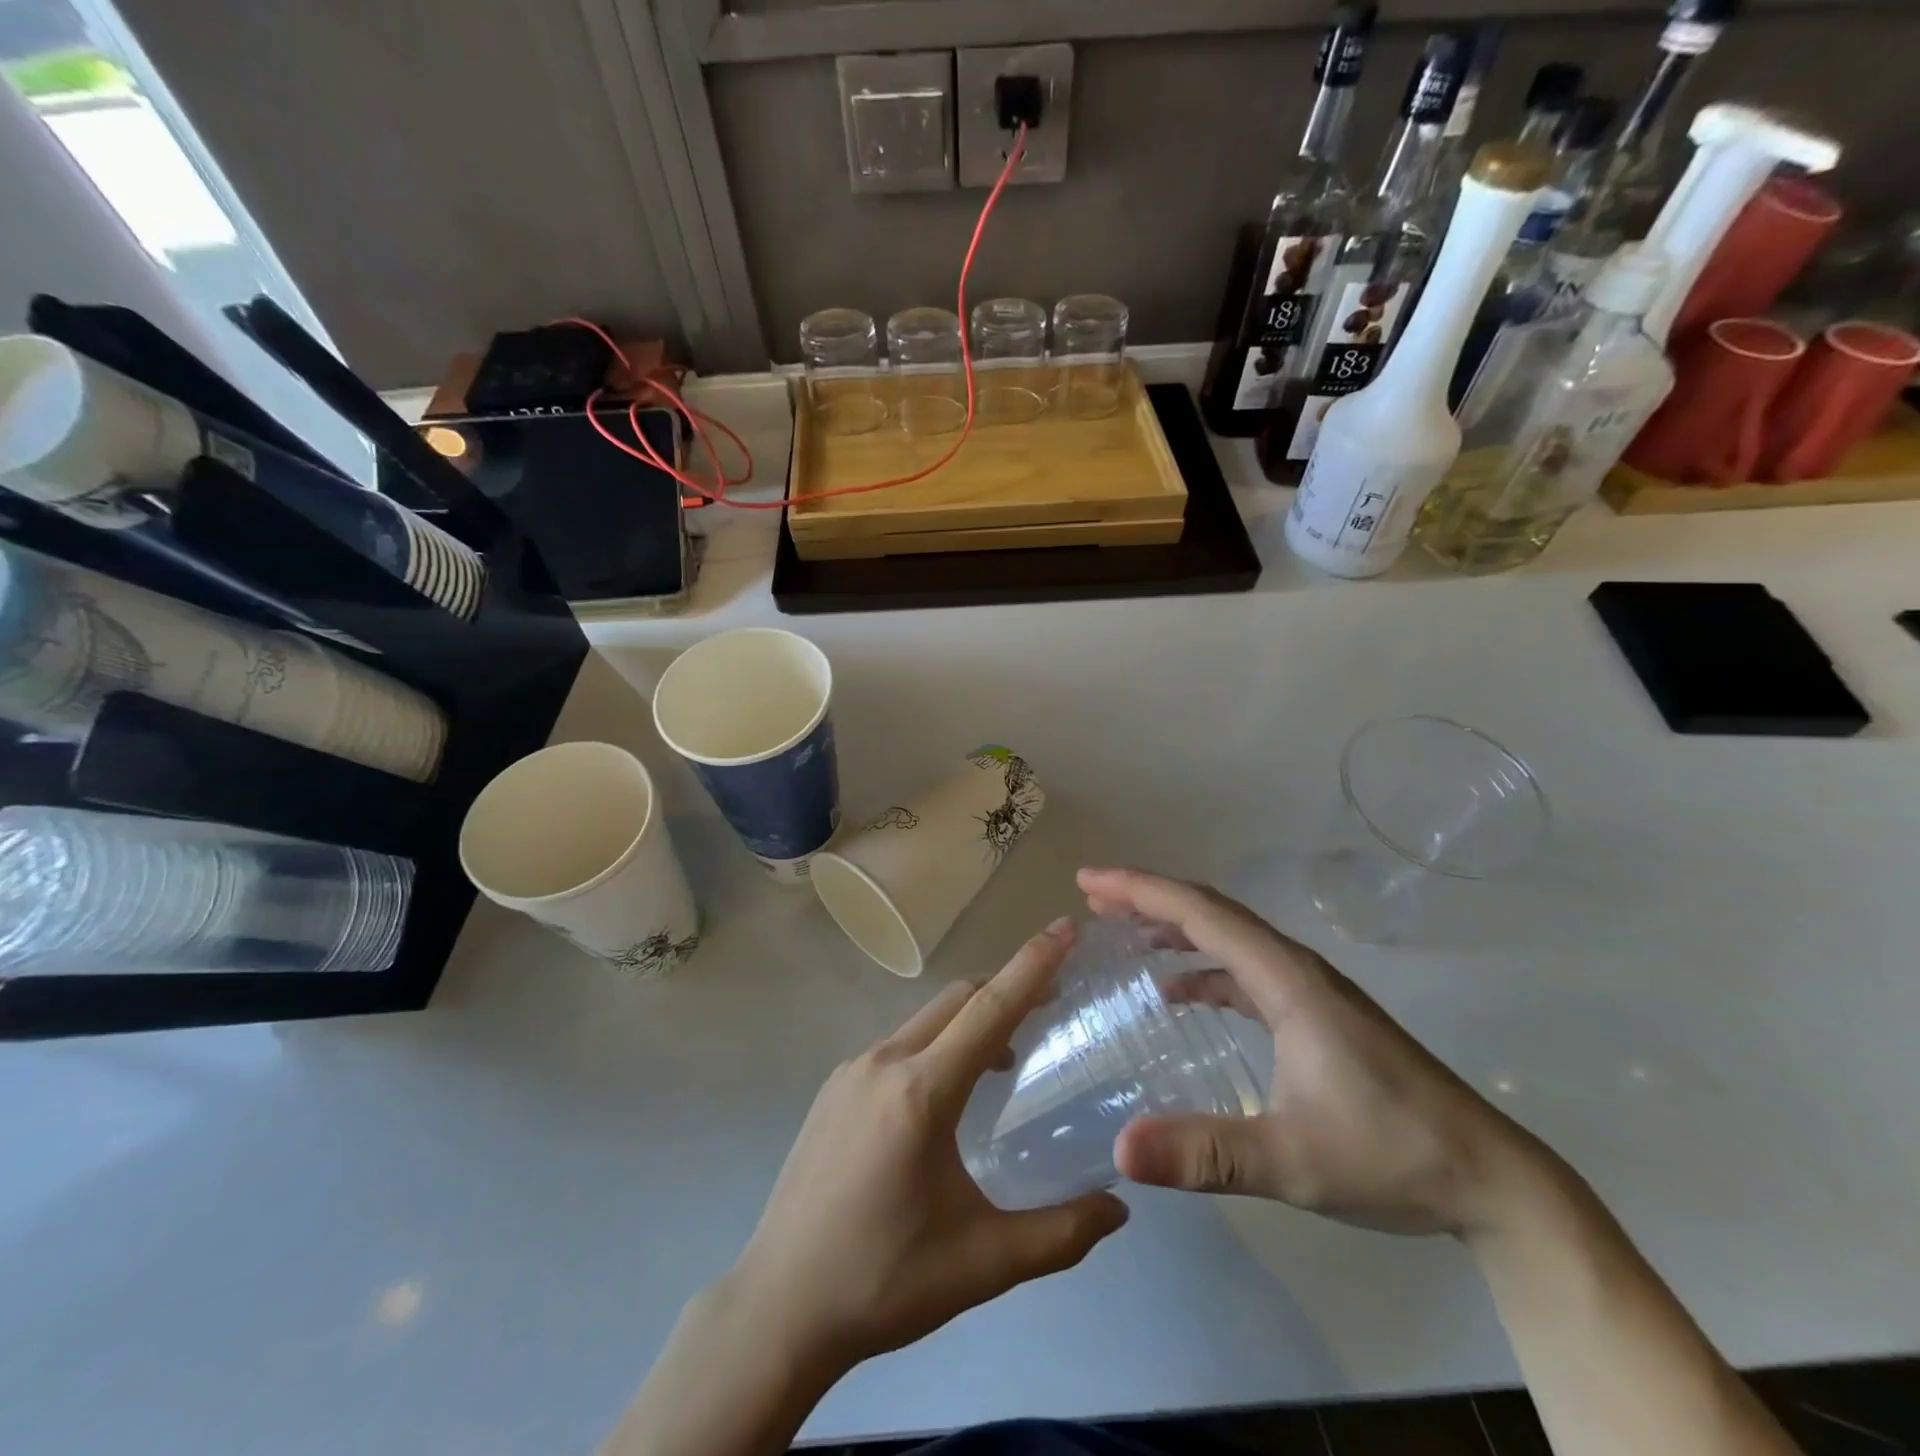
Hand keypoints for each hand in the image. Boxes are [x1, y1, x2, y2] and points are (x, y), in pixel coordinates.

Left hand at [723, 919, 1129, 1368]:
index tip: (1065, 927)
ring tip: (1006, 1058)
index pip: (990, 1009)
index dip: (1033, 964)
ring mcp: (851, 1071)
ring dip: (970, 1020)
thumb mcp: (982, 1263)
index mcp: (922, 1092)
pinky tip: (945, 1091)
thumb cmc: (884, 1280)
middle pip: (958, 1000)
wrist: (778, 1306)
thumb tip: (1120, 1210)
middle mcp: (884, 1062)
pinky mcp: (833, 1088)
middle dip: (1006, 987)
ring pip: (925, 1020)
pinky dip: (936, 1044)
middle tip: (1052, 1000)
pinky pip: (898, 1044)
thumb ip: (1059, 1234)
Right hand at [1082, 868, 1558, 1238]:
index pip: (1201, 912)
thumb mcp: (1291, 1159)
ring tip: (1122, 933)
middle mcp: (1295, 969)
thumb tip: (1119, 1149)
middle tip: (1093, 897)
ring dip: (1173, 926)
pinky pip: (1243, 971)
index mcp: (1286, 979)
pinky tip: (1176, 994)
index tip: (1090, 881)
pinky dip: (1201, 967)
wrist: (1491, 1181)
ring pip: (1228, 937)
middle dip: (1148, 897)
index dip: (1141, 890)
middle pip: (1211, 911)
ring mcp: (1308, 991)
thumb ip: (1206, 1153)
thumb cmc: (1392, 1155)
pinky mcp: (1315, 1016)